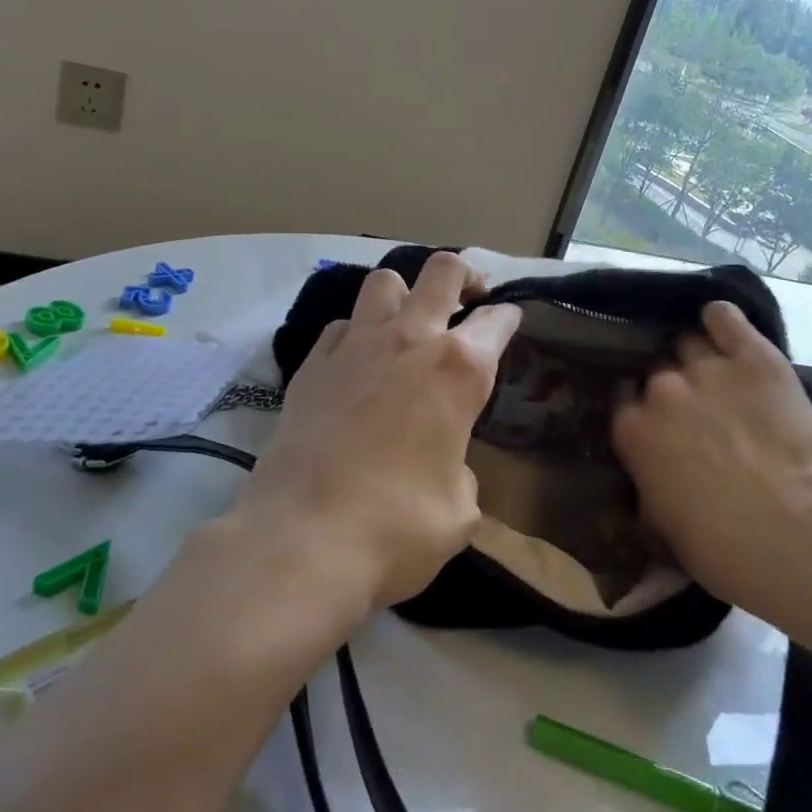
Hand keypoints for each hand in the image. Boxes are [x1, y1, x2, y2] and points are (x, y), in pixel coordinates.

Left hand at [244, 251, 521, 612]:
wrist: (303, 539)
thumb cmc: (398, 528)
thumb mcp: (458, 511)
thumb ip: (459, 471)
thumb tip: (444, 465)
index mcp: (459, 370)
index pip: (496, 321)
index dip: (508, 318)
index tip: (508, 321)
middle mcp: (410, 340)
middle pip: (442, 271)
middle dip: (462, 277)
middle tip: (467, 300)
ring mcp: (355, 346)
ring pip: (384, 282)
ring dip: (404, 294)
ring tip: (408, 324)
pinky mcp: (311, 364)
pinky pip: (341, 325)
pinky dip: (356, 332)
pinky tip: (358, 362)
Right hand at [611, 300, 811, 608]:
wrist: (789, 532)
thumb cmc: (719, 546)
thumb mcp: (663, 525)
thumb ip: (649, 484)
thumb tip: (651, 476)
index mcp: (632, 429)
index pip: (623, 396)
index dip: (642, 405)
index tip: (659, 419)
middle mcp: (660, 389)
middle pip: (657, 368)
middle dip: (672, 383)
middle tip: (697, 406)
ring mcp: (706, 368)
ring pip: (688, 342)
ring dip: (698, 355)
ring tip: (718, 371)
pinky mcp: (753, 357)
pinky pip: (725, 317)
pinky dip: (722, 319)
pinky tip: (725, 325)